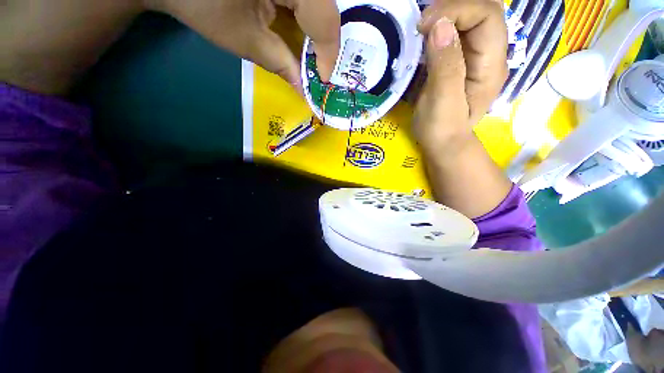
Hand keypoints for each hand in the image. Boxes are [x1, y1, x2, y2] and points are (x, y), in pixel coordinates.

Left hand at [146, 0, 340, 89]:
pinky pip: (304, 0)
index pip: (325, 19)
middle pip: (325, 10)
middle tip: (317, 71)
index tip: (323, 81)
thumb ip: (281, 64)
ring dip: (315, 33)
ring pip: (318, 4)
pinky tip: (298, 35)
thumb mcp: (246, 39)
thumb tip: (304, 88)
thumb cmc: (203, 3)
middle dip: (322, 45)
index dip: (327, 55)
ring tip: (310, 58)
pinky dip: (304, 20)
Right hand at [411, 1, 511, 217]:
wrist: (443, 143)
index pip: (488, 16)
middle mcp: (491, 55)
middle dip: (451, 9)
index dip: (458, 9)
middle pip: (481, 11)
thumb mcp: (442, 102)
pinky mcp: (463, 61)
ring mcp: (478, 56)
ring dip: (445, 16)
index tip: (425, 25)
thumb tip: (441, 26)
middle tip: (421, 25)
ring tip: (421, 29)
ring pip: (470, 19)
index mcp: (492, 65)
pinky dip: (441, 28)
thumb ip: (445, 66)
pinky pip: (458, 32)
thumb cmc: (441, 128)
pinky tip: (426, 37)